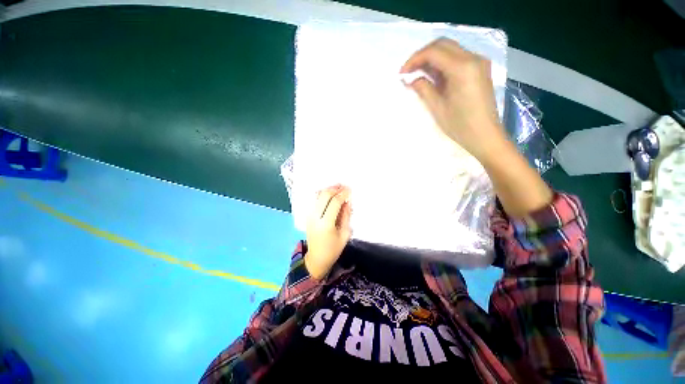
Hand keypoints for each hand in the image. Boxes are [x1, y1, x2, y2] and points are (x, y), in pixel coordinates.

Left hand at [305, 185, 351, 279]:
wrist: (316, 258)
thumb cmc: (333, 249)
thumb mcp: (345, 234)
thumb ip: (346, 216)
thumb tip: (347, 201)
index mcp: (326, 224)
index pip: (334, 202)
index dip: (343, 194)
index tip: (349, 190)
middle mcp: (315, 217)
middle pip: (324, 195)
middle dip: (335, 188)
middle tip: (344, 186)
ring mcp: (310, 216)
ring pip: (317, 196)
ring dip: (328, 190)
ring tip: (338, 188)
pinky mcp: (308, 216)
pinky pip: (314, 200)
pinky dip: (322, 194)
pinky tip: (330, 194)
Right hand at [400, 38, 507, 161]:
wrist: (485, 135)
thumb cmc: (460, 125)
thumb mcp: (437, 108)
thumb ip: (423, 89)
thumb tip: (411, 79)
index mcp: (462, 68)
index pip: (434, 52)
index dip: (414, 59)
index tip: (402, 73)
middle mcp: (473, 58)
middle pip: (442, 44)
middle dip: (422, 55)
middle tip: (409, 71)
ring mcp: (478, 62)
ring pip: (450, 49)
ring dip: (432, 58)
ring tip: (418, 74)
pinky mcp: (479, 69)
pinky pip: (457, 58)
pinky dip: (442, 63)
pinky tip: (433, 76)